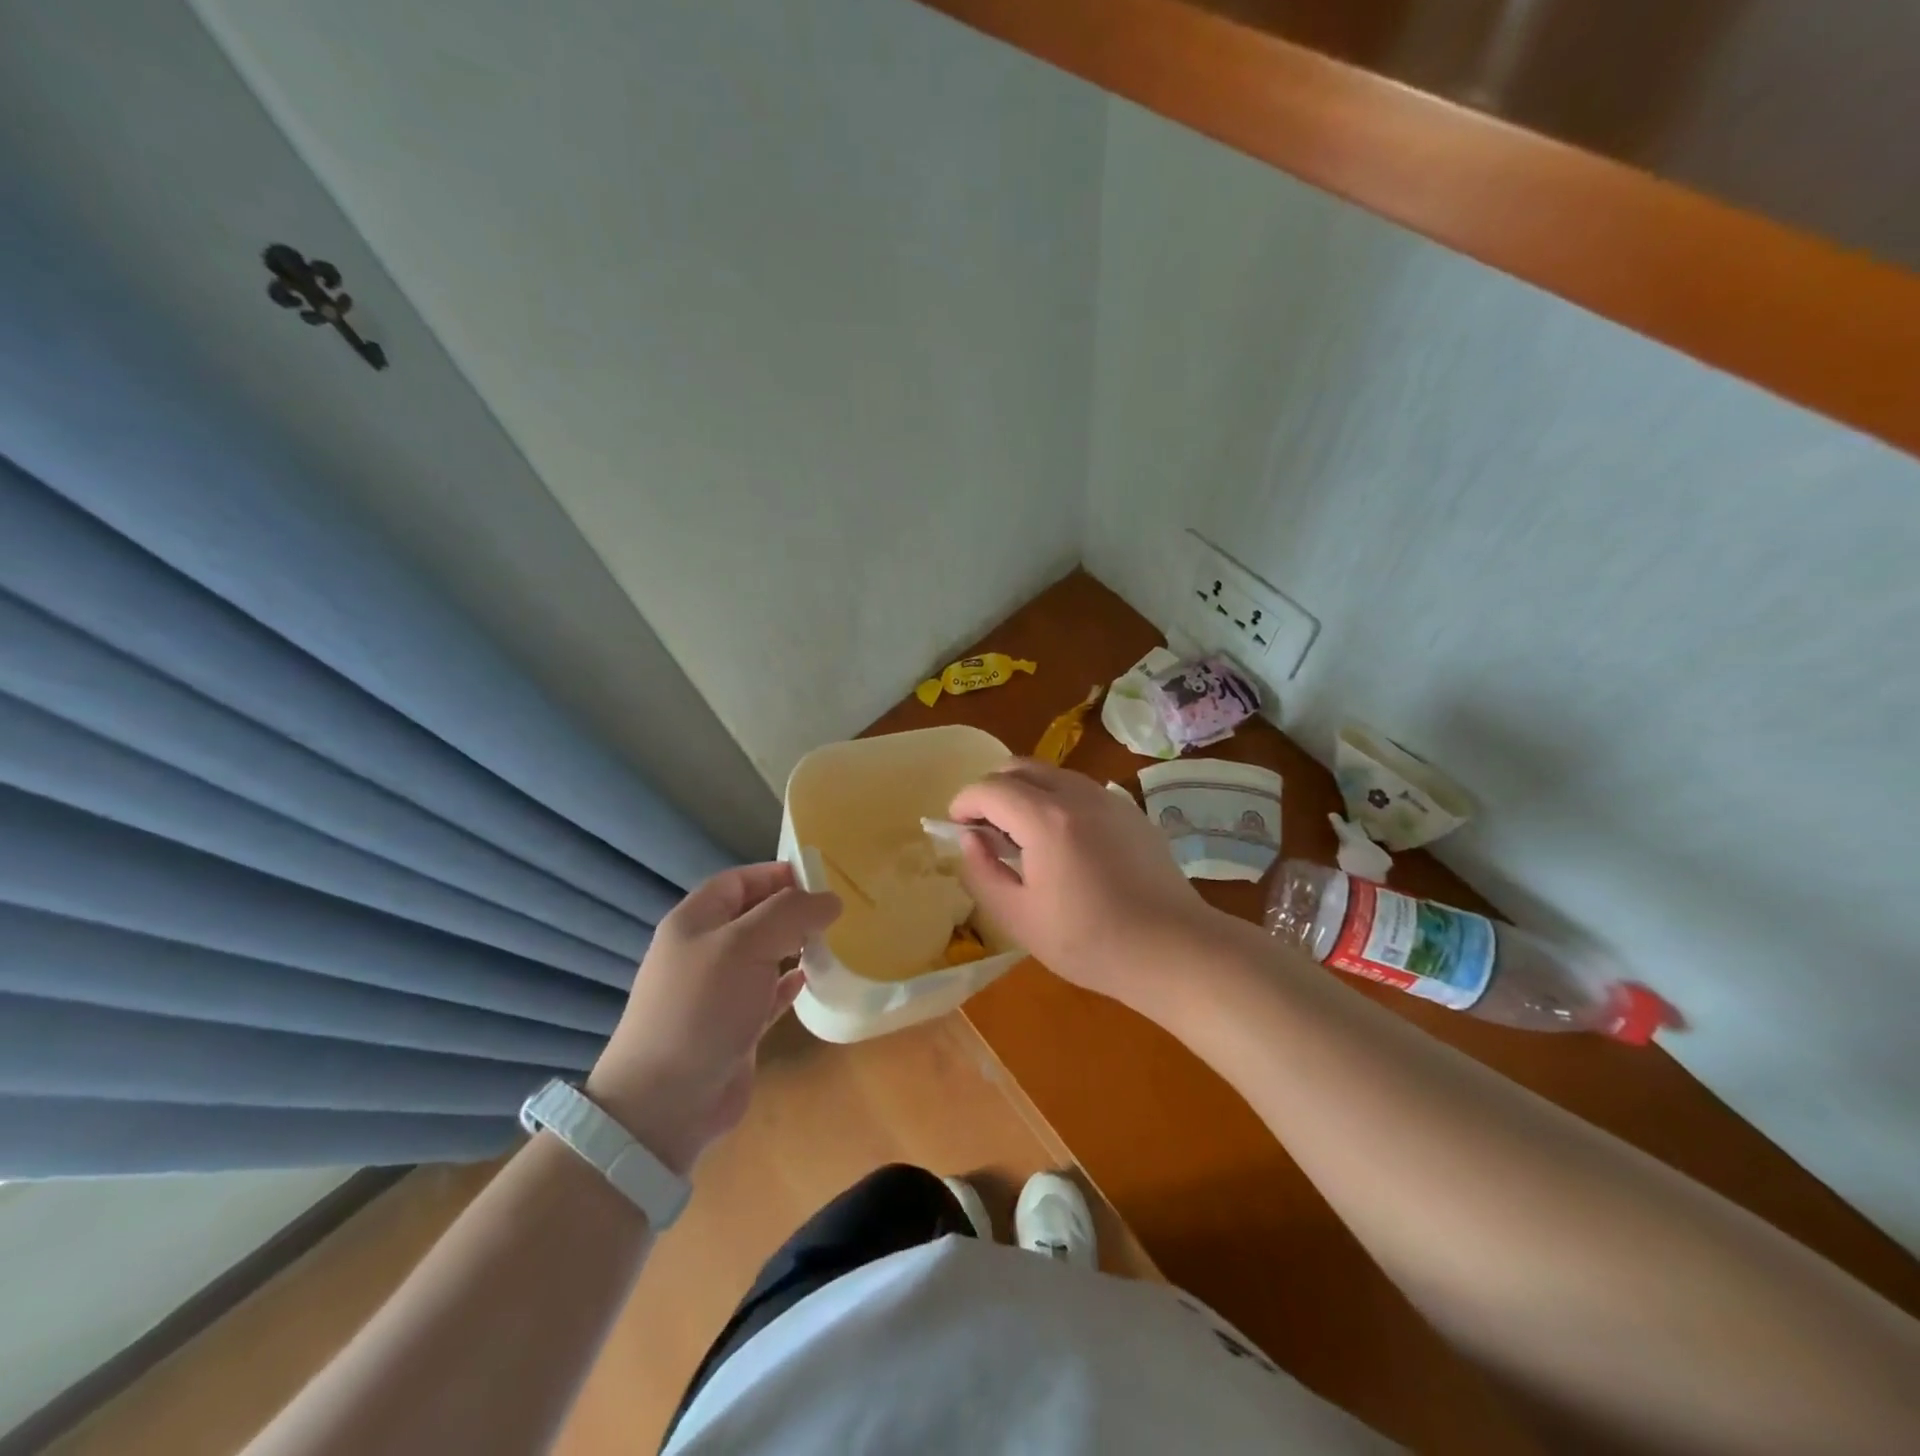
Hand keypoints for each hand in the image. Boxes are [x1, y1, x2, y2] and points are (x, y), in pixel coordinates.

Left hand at [586, 863, 839, 1174]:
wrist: (666, 1103)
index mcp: (695, 921)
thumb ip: (790, 914)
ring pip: (764, 955)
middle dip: (793, 910)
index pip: (739, 881)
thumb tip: (831, 899)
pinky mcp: (735, 1027)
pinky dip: (790, 984)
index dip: (776, 874)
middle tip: (838, 912)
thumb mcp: (744, 945)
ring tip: (836, 941)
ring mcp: (719, 992)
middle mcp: (705, 951)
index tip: (822, 878)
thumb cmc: (702, 1007)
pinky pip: (768, 994)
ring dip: (796, 946)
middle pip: (754, 917)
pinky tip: (813, 980)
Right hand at [948, 761, 1217, 1006]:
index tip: (956, 827)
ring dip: (1025, 792)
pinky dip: (1057, 801)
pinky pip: (1081, 790)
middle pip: (1020, 767)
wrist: (1173, 948)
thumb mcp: (1019, 917)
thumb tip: (969, 839)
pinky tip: (1064, 844)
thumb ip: (982, 872)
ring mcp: (1109, 799)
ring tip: (1022, 837)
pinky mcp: (1131, 812)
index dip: (964, 803)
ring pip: (1052, 774)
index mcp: (1045, 818)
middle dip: (992, 790)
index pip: (989, 788)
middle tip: (985, 828)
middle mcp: (1077, 794)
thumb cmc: (1089, 941)